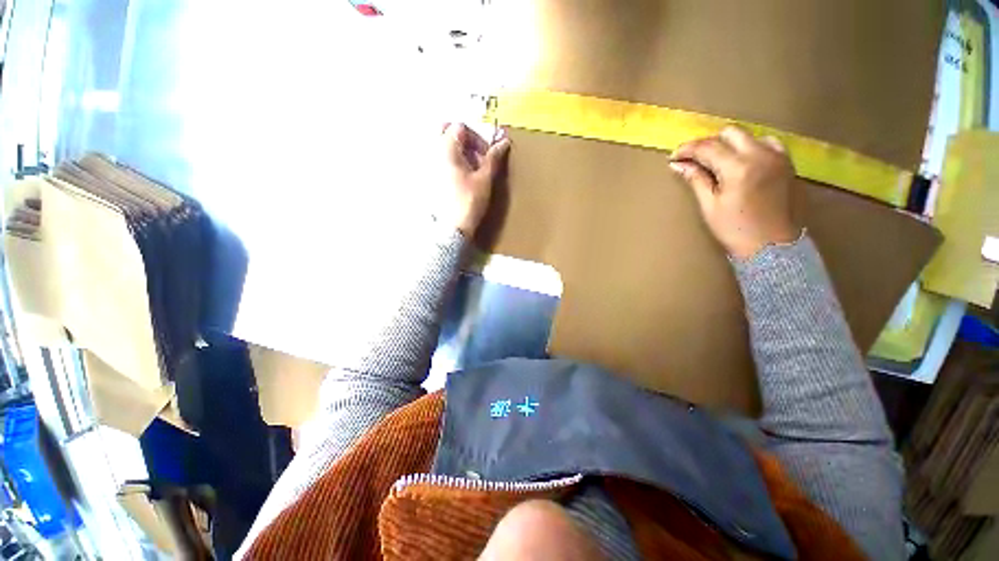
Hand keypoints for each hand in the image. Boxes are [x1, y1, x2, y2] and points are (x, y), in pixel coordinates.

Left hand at [438, 123, 510, 236]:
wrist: (453, 227)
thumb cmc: (469, 201)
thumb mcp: (484, 178)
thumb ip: (493, 157)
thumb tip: (504, 141)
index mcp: (445, 148)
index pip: (460, 127)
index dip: (477, 138)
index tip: (486, 154)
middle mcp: (431, 152)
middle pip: (445, 132)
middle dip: (463, 140)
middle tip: (476, 156)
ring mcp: (427, 165)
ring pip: (440, 146)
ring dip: (457, 151)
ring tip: (470, 169)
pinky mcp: (427, 178)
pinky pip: (437, 160)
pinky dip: (449, 162)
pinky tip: (460, 178)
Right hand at [669, 126, 799, 258]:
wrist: (775, 247)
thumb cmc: (736, 230)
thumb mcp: (710, 206)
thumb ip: (697, 180)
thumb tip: (678, 165)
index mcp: (739, 167)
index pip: (707, 147)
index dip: (687, 150)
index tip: (674, 157)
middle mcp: (761, 155)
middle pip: (730, 133)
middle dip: (709, 143)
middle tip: (695, 159)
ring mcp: (778, 157)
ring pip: (750, 135)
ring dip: (730, 144)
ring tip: (719, 162)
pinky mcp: (788, 164)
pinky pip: (768, 143)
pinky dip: (751, 147)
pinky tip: (744, 162)